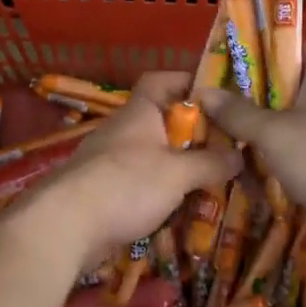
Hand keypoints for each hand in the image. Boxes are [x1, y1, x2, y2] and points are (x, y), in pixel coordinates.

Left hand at [25, 71, 241, 262]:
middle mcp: (122, 132)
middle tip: (226, 148)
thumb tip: (238, 156)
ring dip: (178, 167)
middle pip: (160, 121)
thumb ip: (210, 163)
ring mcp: (109, 163)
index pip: (160, 81)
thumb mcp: (178, 173)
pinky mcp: (103, 193)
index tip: (216, 95)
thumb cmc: (125, 184)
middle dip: (192, 134)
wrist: (66, 225)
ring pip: (151, 156)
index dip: (186, 81)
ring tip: (211, 181)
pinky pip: (139, 185)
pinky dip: (160, 193)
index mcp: (138, 113)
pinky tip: (181, 209)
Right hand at [198, 47, 305, 240]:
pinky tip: (256, 166)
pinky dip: (281, 151)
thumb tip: (203, 92)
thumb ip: (237, 112)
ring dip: (263, 128)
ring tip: (228, 137)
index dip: (253, 53)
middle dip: (250, 96)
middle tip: (215, 106)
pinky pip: (302, 145)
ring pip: (291, 118)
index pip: (285, 47)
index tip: (223, 66)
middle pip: (284, 86)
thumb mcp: (272, 133)